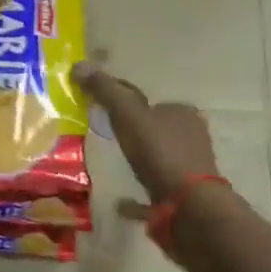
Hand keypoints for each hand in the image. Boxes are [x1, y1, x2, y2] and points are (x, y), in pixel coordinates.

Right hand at [72, 62, 218, 205]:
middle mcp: (191, 136)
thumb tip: (79, 65)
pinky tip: (120, 202)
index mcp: (182, 113)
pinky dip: (139, 194)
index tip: (101, 111)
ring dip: (138, 159)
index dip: (124, 103)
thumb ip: (106, 91)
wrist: (190, 206)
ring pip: (158, 158)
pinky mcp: (187, 195)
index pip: (148, 101)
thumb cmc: (160, 154)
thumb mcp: (128, 116)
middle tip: (106, 137)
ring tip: (114, 164)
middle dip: (133, 132)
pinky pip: (156, 189)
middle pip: (155, 129)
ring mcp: (192, 167)